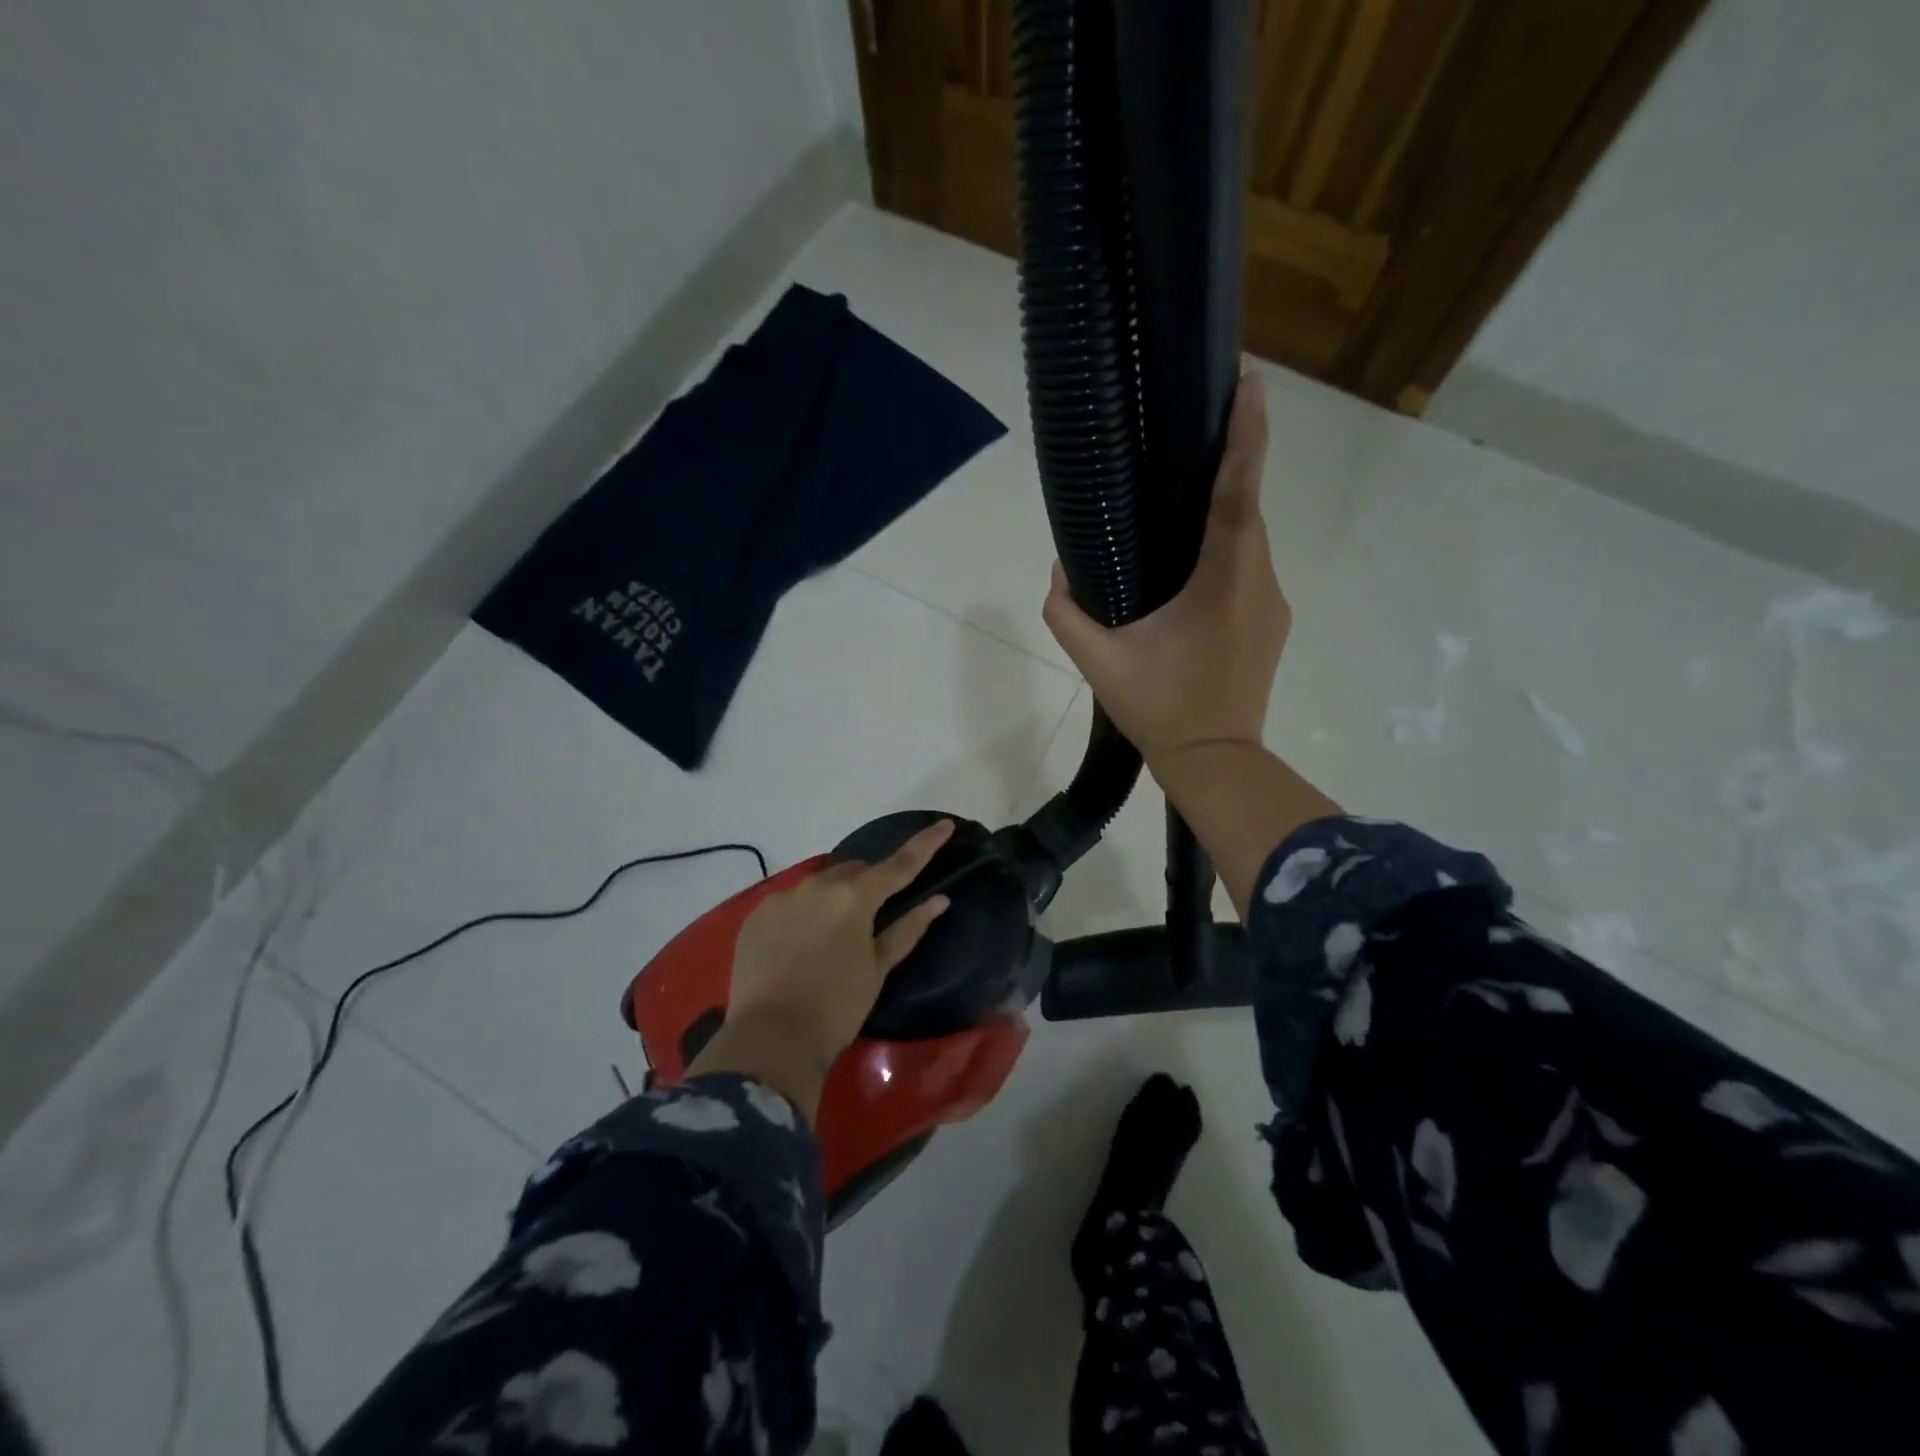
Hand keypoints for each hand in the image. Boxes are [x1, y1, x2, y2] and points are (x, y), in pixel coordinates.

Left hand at [686, 819, 954, 1120]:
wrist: (770, 1041)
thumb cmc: (837, 1007)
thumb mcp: (878, 969)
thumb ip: (908, 929)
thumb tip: (939, 900)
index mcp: (854, 897)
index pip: (899, 864)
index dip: (926, 844)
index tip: (945, 825)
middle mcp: (817, 886)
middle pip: (854, 871)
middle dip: (868, 884)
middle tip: (874, 915)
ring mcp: (781, 898)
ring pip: (819, 885)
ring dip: (833, 898)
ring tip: (832, 935)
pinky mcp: (756, 916)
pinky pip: (789, 902)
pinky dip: (803, 914)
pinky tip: (800, 944)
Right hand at [1043, 371, 1286, 776]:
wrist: (1214, 762)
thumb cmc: (1159, 709)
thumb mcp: (1098, 662)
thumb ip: (1067, 612)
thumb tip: (1058, 571)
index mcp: (1223, 579)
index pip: (1239, 490)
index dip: (1246, 431)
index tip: (1249, 379)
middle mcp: (1259, 581)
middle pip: (1247, 511)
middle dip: (1227, 468)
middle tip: (1193, 437)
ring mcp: (1272, 604)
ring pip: (1249, 544)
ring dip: (1222, 519)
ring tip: (1181, 507)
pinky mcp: (1271, 624)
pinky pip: (1248, 572)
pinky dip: (1226, 555)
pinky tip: (1192, 569)